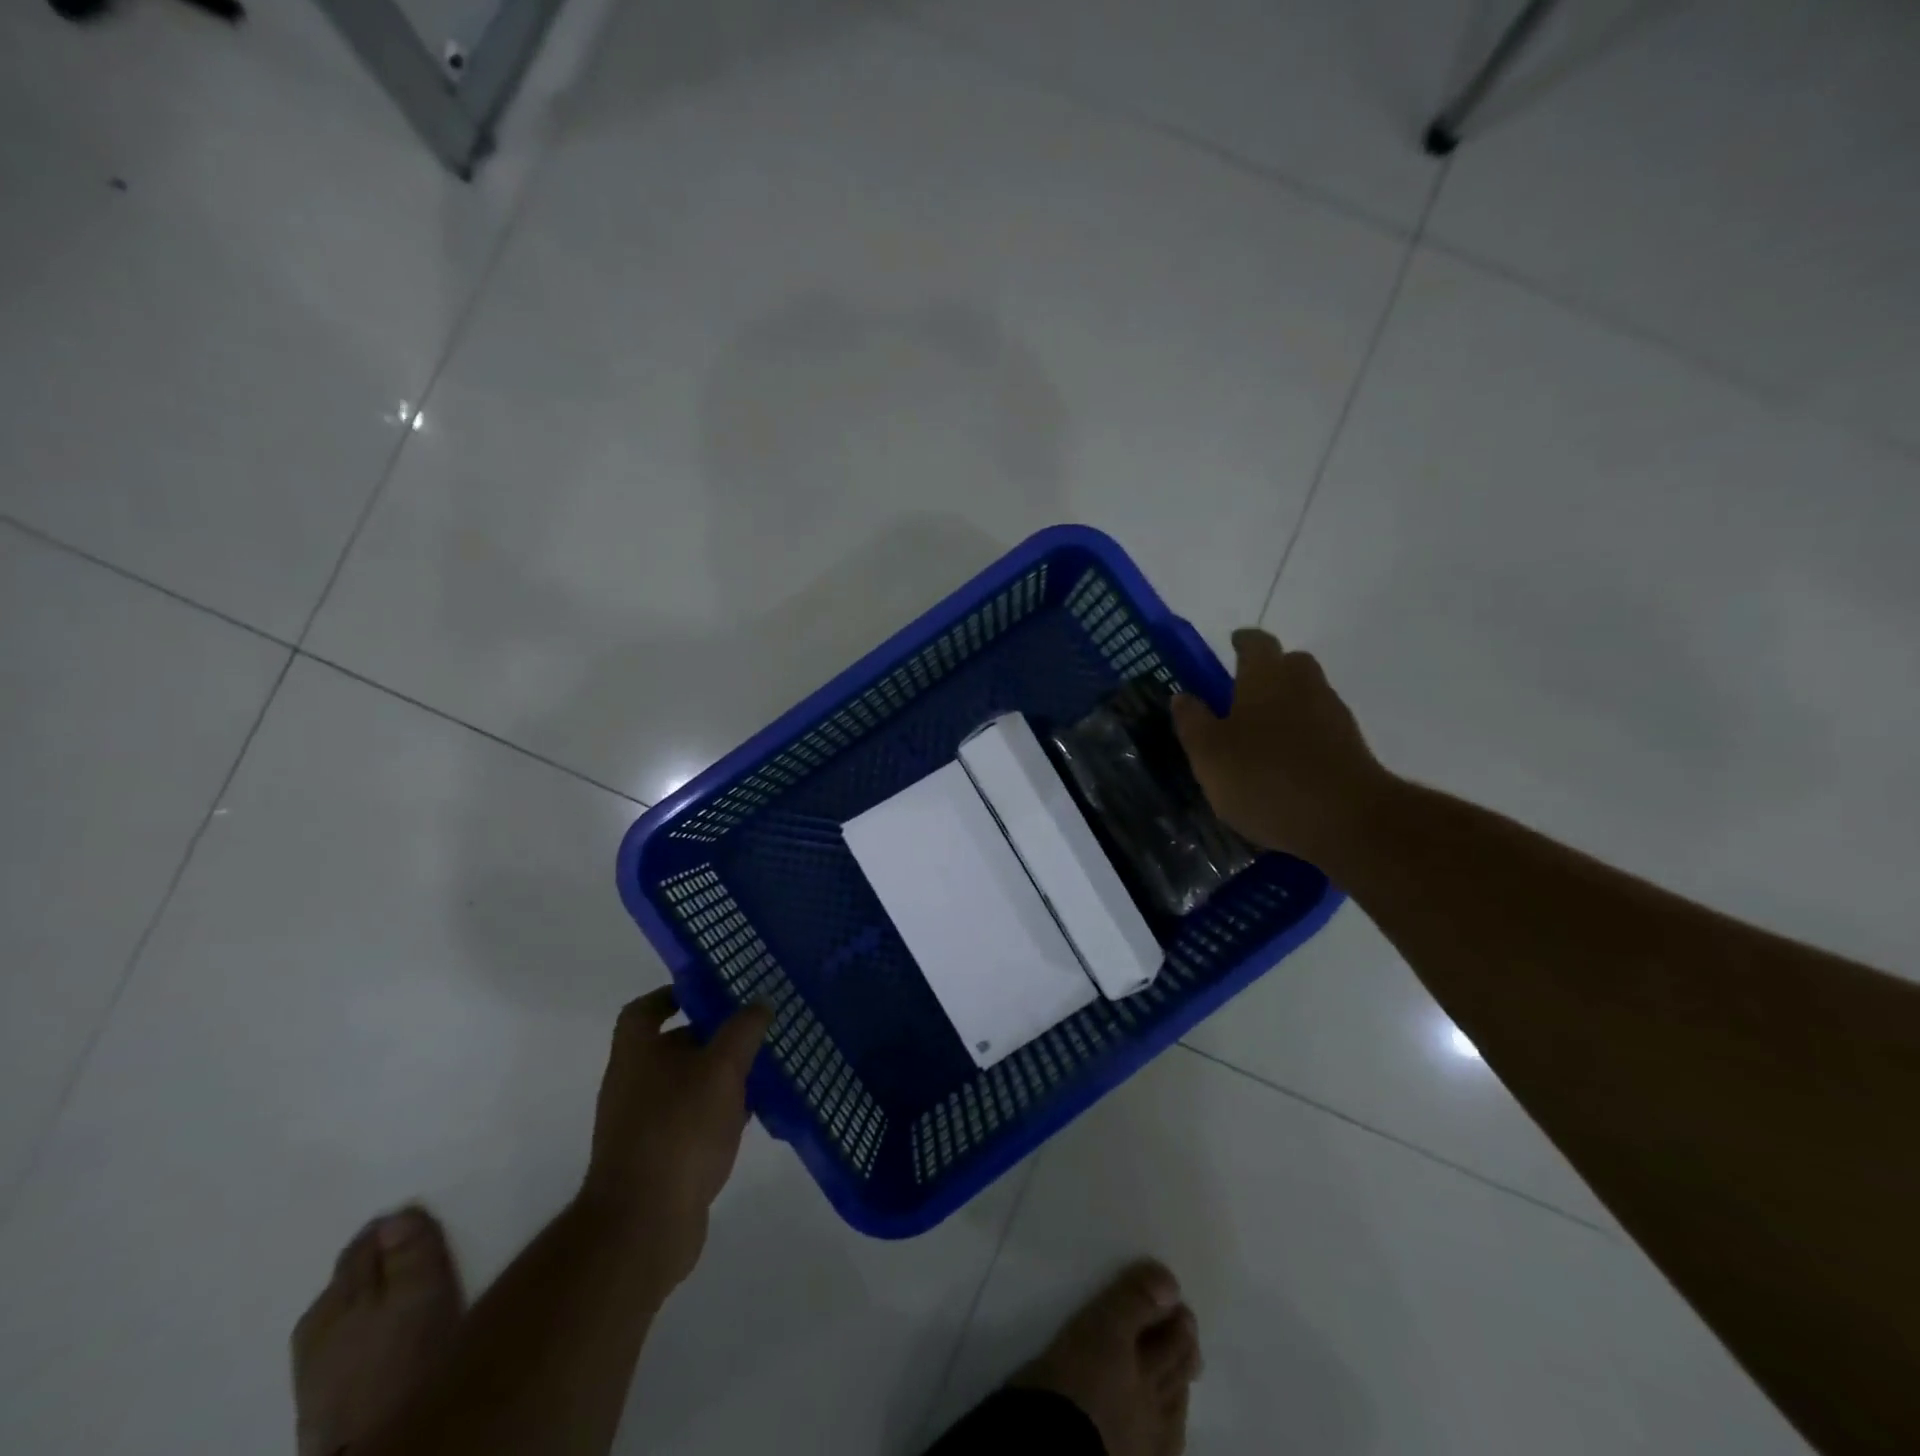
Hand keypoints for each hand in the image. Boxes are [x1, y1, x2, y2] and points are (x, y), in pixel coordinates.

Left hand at [580, 987, 770, 1289]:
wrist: (644, 1225)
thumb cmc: (679, 1129)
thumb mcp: (722, 1068)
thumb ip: (743, 1031)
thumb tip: (760, 1002)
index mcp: (637, 1053)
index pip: (644, 1010)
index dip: (672, 995)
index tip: (709, 992)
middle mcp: (632, 1084)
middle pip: (669, 1046)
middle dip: (709, 1036)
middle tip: (751, 1029)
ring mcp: (641, 1125)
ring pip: (684, 1085)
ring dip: (717, 1076)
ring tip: (761, 1070)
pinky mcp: (657, 1160)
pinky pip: (689, 1121)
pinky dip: (716, 1113)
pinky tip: (749, 1117)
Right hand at [1171, 628, 1393, 864]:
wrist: (1346, 820)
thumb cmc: (1263, 777)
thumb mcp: (1208, 754)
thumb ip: (1193, 722)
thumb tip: (1182, 696)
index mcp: (1265, 677)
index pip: (1256, 643)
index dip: (1242, 642)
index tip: (1232, 644)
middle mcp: (1304, 685)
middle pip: (1290, 664)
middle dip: (1269, 672)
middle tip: (1243, 694)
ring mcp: (1334, 715)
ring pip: (1307, 697)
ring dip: (1287, 707)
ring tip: (1261, 738)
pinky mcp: (1352, 747)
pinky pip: (1321, 729)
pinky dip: (1303, 737)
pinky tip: (1286, 765)